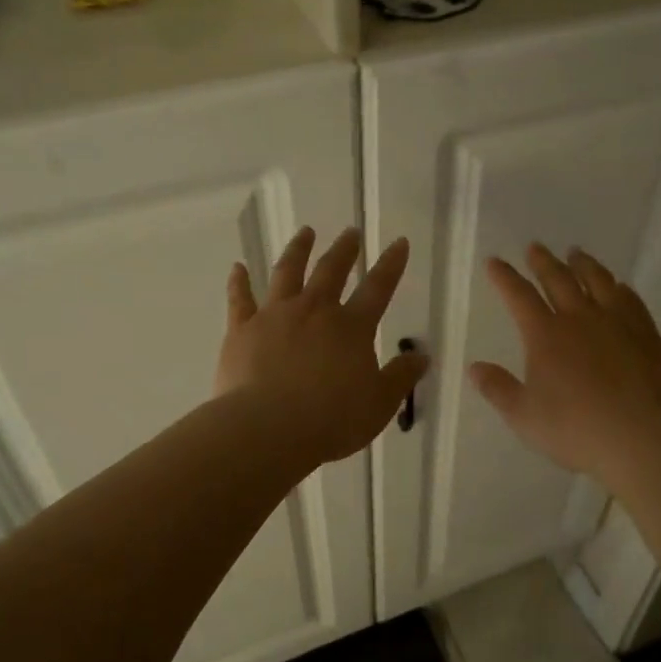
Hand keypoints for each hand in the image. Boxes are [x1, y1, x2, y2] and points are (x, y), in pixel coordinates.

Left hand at [217, 226, 430, 466]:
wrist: (268, 429)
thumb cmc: (332, 420)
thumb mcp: (380, 403)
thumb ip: (401, 377)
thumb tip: (423, 357)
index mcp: (351, 328)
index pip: (378, 288)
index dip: (391, 265)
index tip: (399, 242)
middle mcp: (314, 311)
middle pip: (331, 271)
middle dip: (344, 250)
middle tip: (351, 232)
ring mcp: (274, 316)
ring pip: (287, 273)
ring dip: (297, 250)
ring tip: (305, 233)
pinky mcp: (242, 330)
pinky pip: (240, 299)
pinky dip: (239, 281)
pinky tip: (238, 267)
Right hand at [469, 244, 660, 484]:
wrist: (638, 437)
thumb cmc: (573, 429)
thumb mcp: (523, 416)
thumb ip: (498, 389)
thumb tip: (475, 368)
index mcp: (545, 335)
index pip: (519, 296)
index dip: (505, 277)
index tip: (495, 261)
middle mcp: (580, 318)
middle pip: (559, 279)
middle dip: (543, 261)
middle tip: (535, 247)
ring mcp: (617, 322)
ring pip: (598, 281)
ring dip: (583, 264)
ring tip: (576, 254)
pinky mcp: (646, 334)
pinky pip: (631, 300)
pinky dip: (619, 288)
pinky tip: (619, 286)